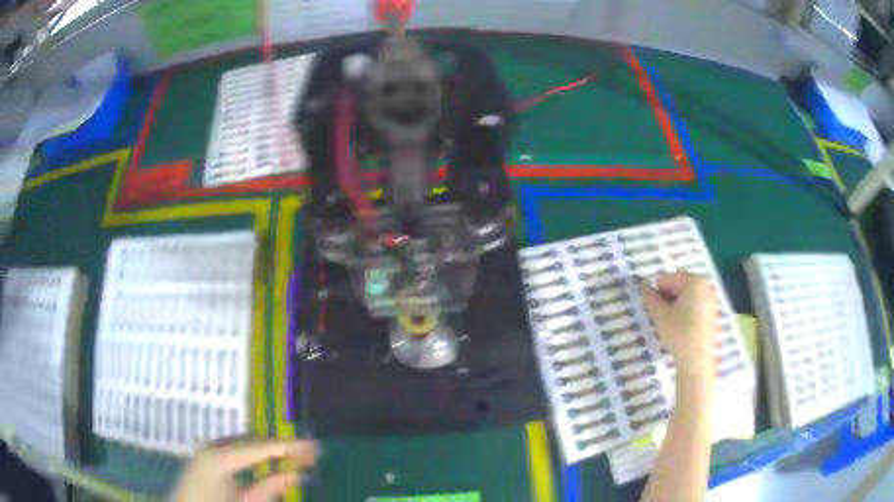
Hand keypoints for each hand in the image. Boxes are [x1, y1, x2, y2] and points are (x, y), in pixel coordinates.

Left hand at [173, 439, 316, 501]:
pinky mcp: (210, 462)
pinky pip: (240, 457)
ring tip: (301, 456)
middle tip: (312, 449)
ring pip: (248, 448)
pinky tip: (279, 469)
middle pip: (254, 442)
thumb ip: (269, 489)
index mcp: (219, 456)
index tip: (314, 445)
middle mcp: (214, 448)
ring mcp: (210, 454)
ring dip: (274, 453)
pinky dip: (260, 461)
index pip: (260, 446)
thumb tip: (298, 475)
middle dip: (283, 446)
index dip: (288, 445)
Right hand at [642, 273, 716, 376]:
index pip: (667, 280)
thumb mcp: (660, 315)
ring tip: (669, 322)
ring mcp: (711, 298)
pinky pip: (695, 304)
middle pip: (679, 285)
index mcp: (694, 281)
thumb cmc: (679, 334)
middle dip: (667, 297)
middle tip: (659, 315)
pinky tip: (680, 326)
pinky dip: (685, 311)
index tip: (651, 308)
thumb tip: (645, 288)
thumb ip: (651, 298)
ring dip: (675, 304)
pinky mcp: (713, 312)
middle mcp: (705, 285)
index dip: (656, 292)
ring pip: (687, 296)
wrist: (697, 360)